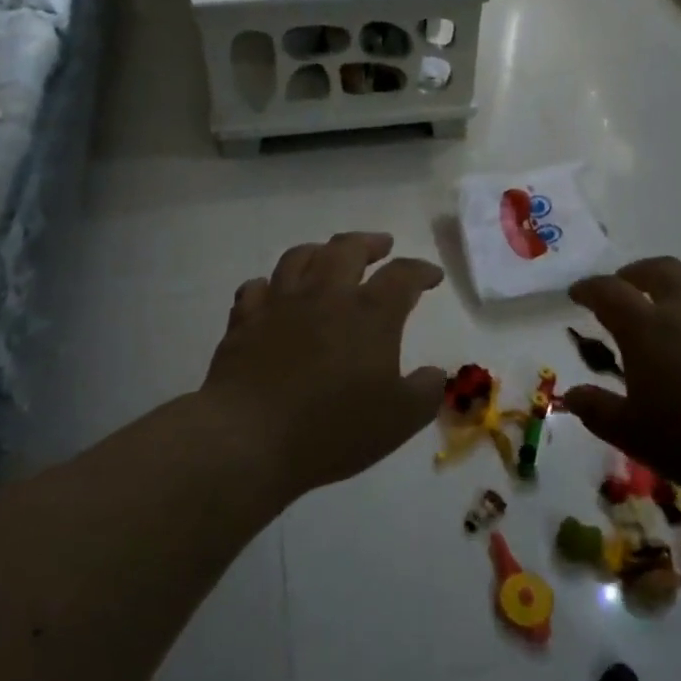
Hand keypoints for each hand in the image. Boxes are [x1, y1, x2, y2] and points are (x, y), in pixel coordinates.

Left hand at [201, 232, 447, 498]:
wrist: (249, 438)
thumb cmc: (333, 429)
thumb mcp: (399, 420)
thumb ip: (425, 392)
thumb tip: (435, 373)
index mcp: (369, 314)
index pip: (402, 275)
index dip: (420, 271)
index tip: (431, 276)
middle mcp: (325, 295)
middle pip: (348, 248)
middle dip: (369, 243)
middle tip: (382, 246)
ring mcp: (280, 304)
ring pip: (299, 257)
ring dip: (320, 251)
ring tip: (328, 256)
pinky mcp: (244, 321)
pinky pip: (256, 288)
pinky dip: (269, 285)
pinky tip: (273, 292)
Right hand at [561, 257, 680, 502]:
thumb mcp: (632, 435)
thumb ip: (596, 410)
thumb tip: (570, 395)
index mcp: (645, 328)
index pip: (607, 291)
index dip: (588, 289)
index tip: (577, 294)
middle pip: (657, 269)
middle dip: (636, 274)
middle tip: (628, 287)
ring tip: (678, 313)